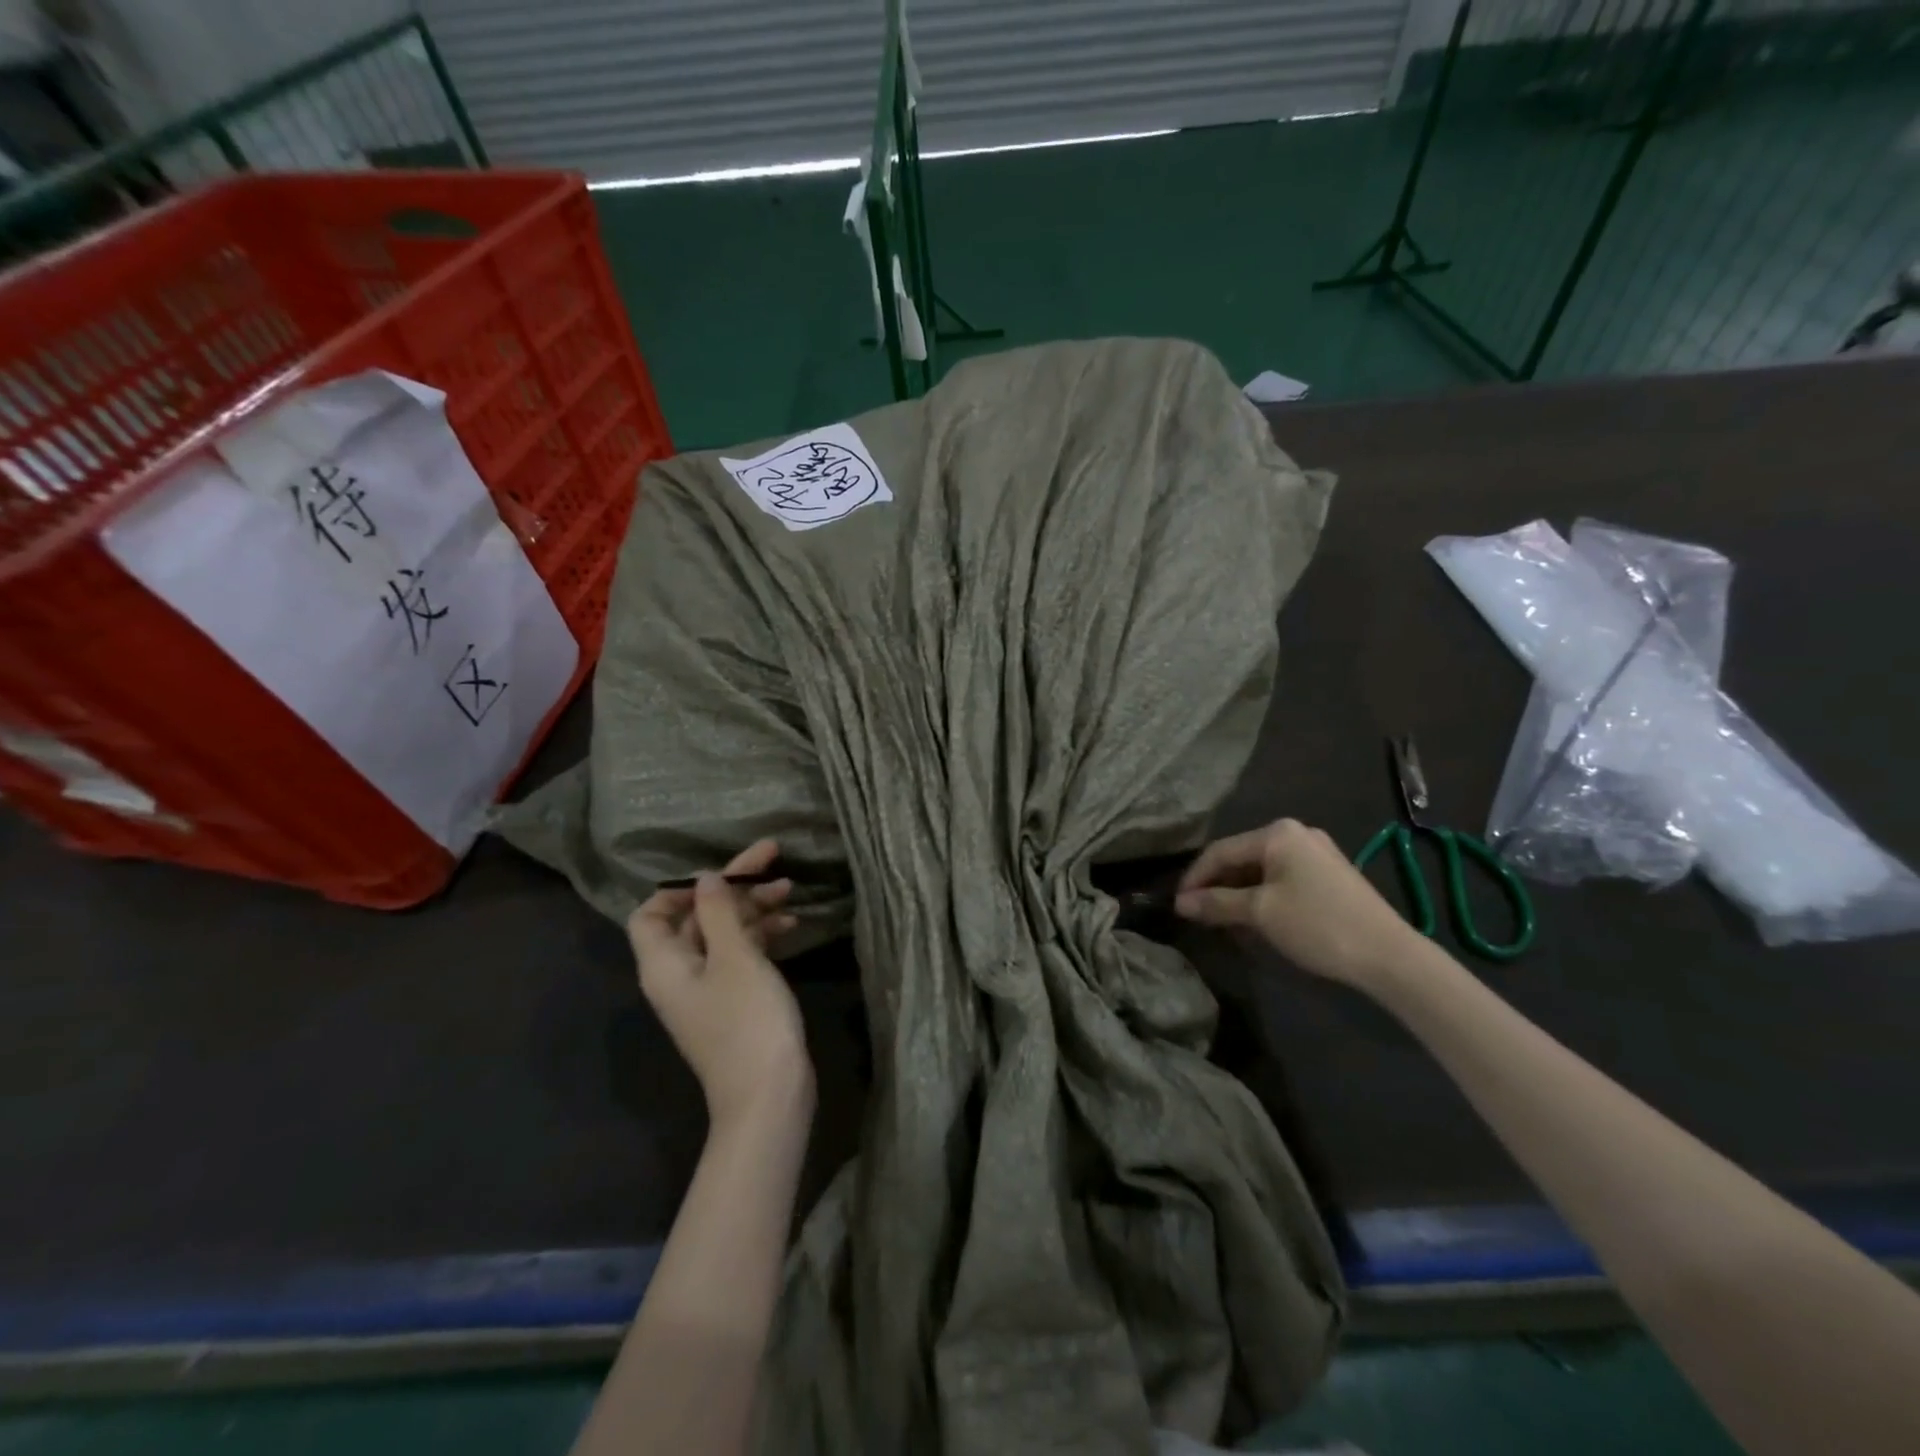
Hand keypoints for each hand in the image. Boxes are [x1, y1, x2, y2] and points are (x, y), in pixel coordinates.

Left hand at [628, 839, 812, 1131]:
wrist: (769, 1096)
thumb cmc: (747, 1021)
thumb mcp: (735, 957)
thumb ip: (718, 912)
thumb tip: (706, 878)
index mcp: (664, 963)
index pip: (651, 913)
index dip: (679, 888)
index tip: (721, 873)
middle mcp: (680, 973)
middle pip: (695, 916)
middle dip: (732, 886)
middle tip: (772, 857)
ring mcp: (709, 989)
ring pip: (724, 933)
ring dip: (752, 907)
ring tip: (789, 887)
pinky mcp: (735, 1000)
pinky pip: (741, 954)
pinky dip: (763, 934)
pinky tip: (792, 923)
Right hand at [1175, 818, 1429, 991]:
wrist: (1389, 955)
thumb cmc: (1317, 924)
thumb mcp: (1259, 913)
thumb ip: (1216, 903)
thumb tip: (1180, 904)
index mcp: (1277, 833)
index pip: (1220, 851)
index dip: (1194, 878)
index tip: (1177, 906)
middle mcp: (1296, 834)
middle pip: (1240, 858)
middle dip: (1216, 887)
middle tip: (1197, 915)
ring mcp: (1316, 853)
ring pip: (1261, 870)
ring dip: (1237, 894)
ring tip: (1221, 921)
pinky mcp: (1330, 875)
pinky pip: (1282, 879)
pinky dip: (1262, 896)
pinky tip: (1254, 919)